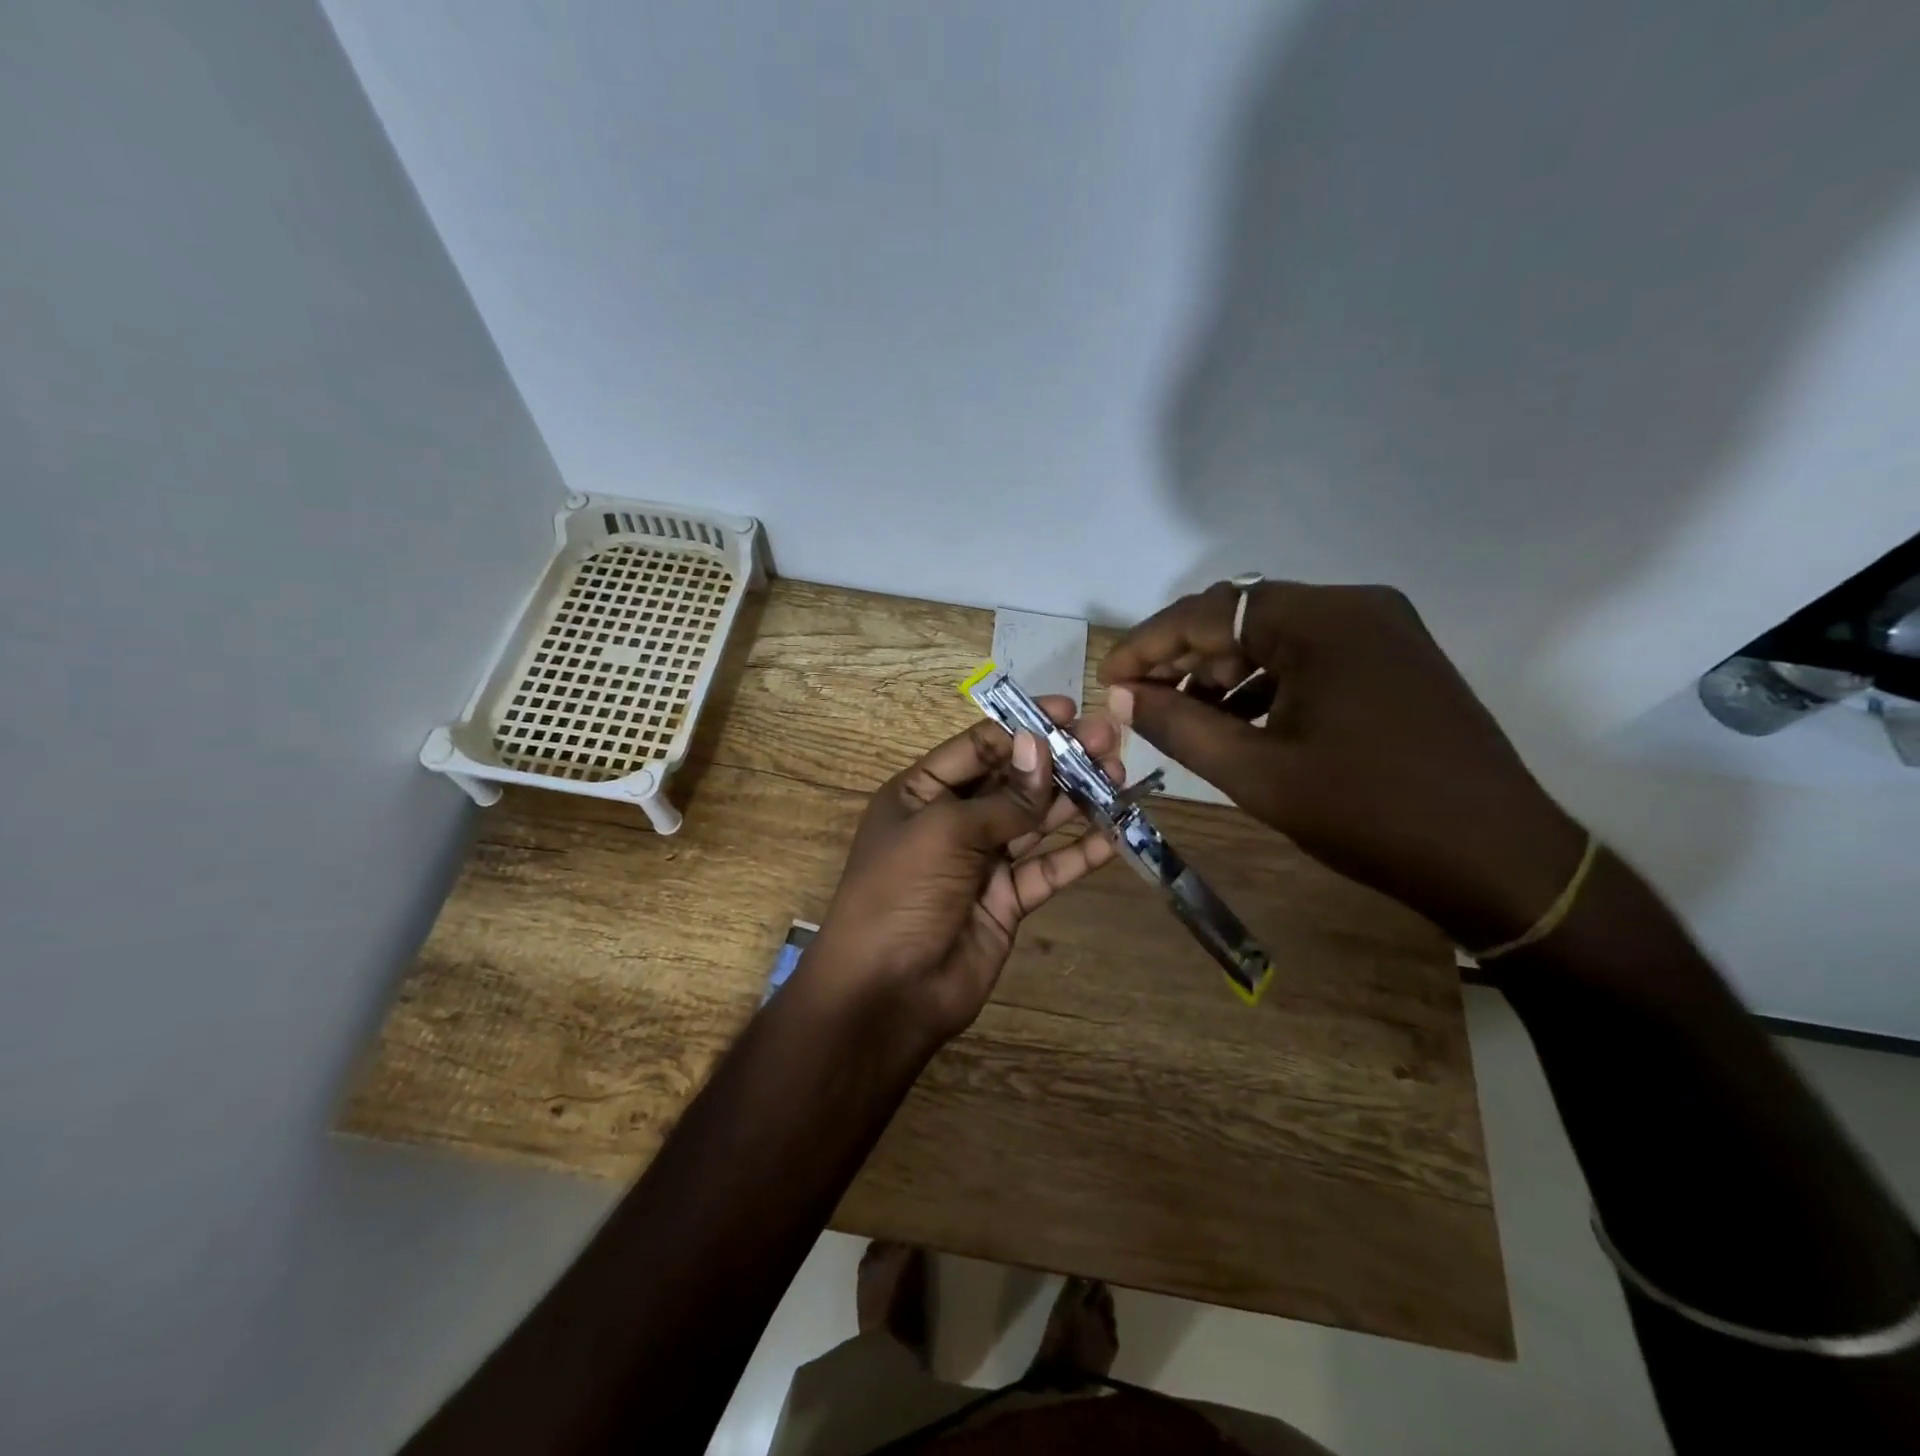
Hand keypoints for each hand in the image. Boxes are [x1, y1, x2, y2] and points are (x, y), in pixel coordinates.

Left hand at [810, 699, 1123, 1044]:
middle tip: (1107, 740)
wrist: (888, 992)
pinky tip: (1113, 833)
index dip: (1023, 728)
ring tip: (1119, 775)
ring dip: (1076, 798)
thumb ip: (1003, 798)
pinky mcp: (1007, 900)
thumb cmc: (901, 893)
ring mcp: (982, 862)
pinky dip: (1078, 852)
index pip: (978, 747)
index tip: (1069, 711)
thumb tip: (1041, 746)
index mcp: (921, 793)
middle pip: (1013, 780)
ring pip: (1036, 820)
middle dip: (1059, 759)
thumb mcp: (944, 832)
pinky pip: (1047, 868)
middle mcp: (952, 821)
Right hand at [1099, 582, 1585, 949]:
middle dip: (1185, 658)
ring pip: (1274, 637)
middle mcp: (1355, 606)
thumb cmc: (1369, 812)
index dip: (1149, 644)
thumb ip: (1180, 726)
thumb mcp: (1256, 773)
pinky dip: (1265, 684)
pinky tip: (1238, 722)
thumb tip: (1123, 695)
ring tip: (1185, 718)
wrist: (1497, 859)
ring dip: (1223, 673)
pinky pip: (1309, 657)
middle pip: (1242, 617)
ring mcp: (1382, 631)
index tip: (1108, 678)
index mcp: (1323, 620)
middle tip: (1142, 701)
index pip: (1210, 612)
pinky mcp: (1394, 660)